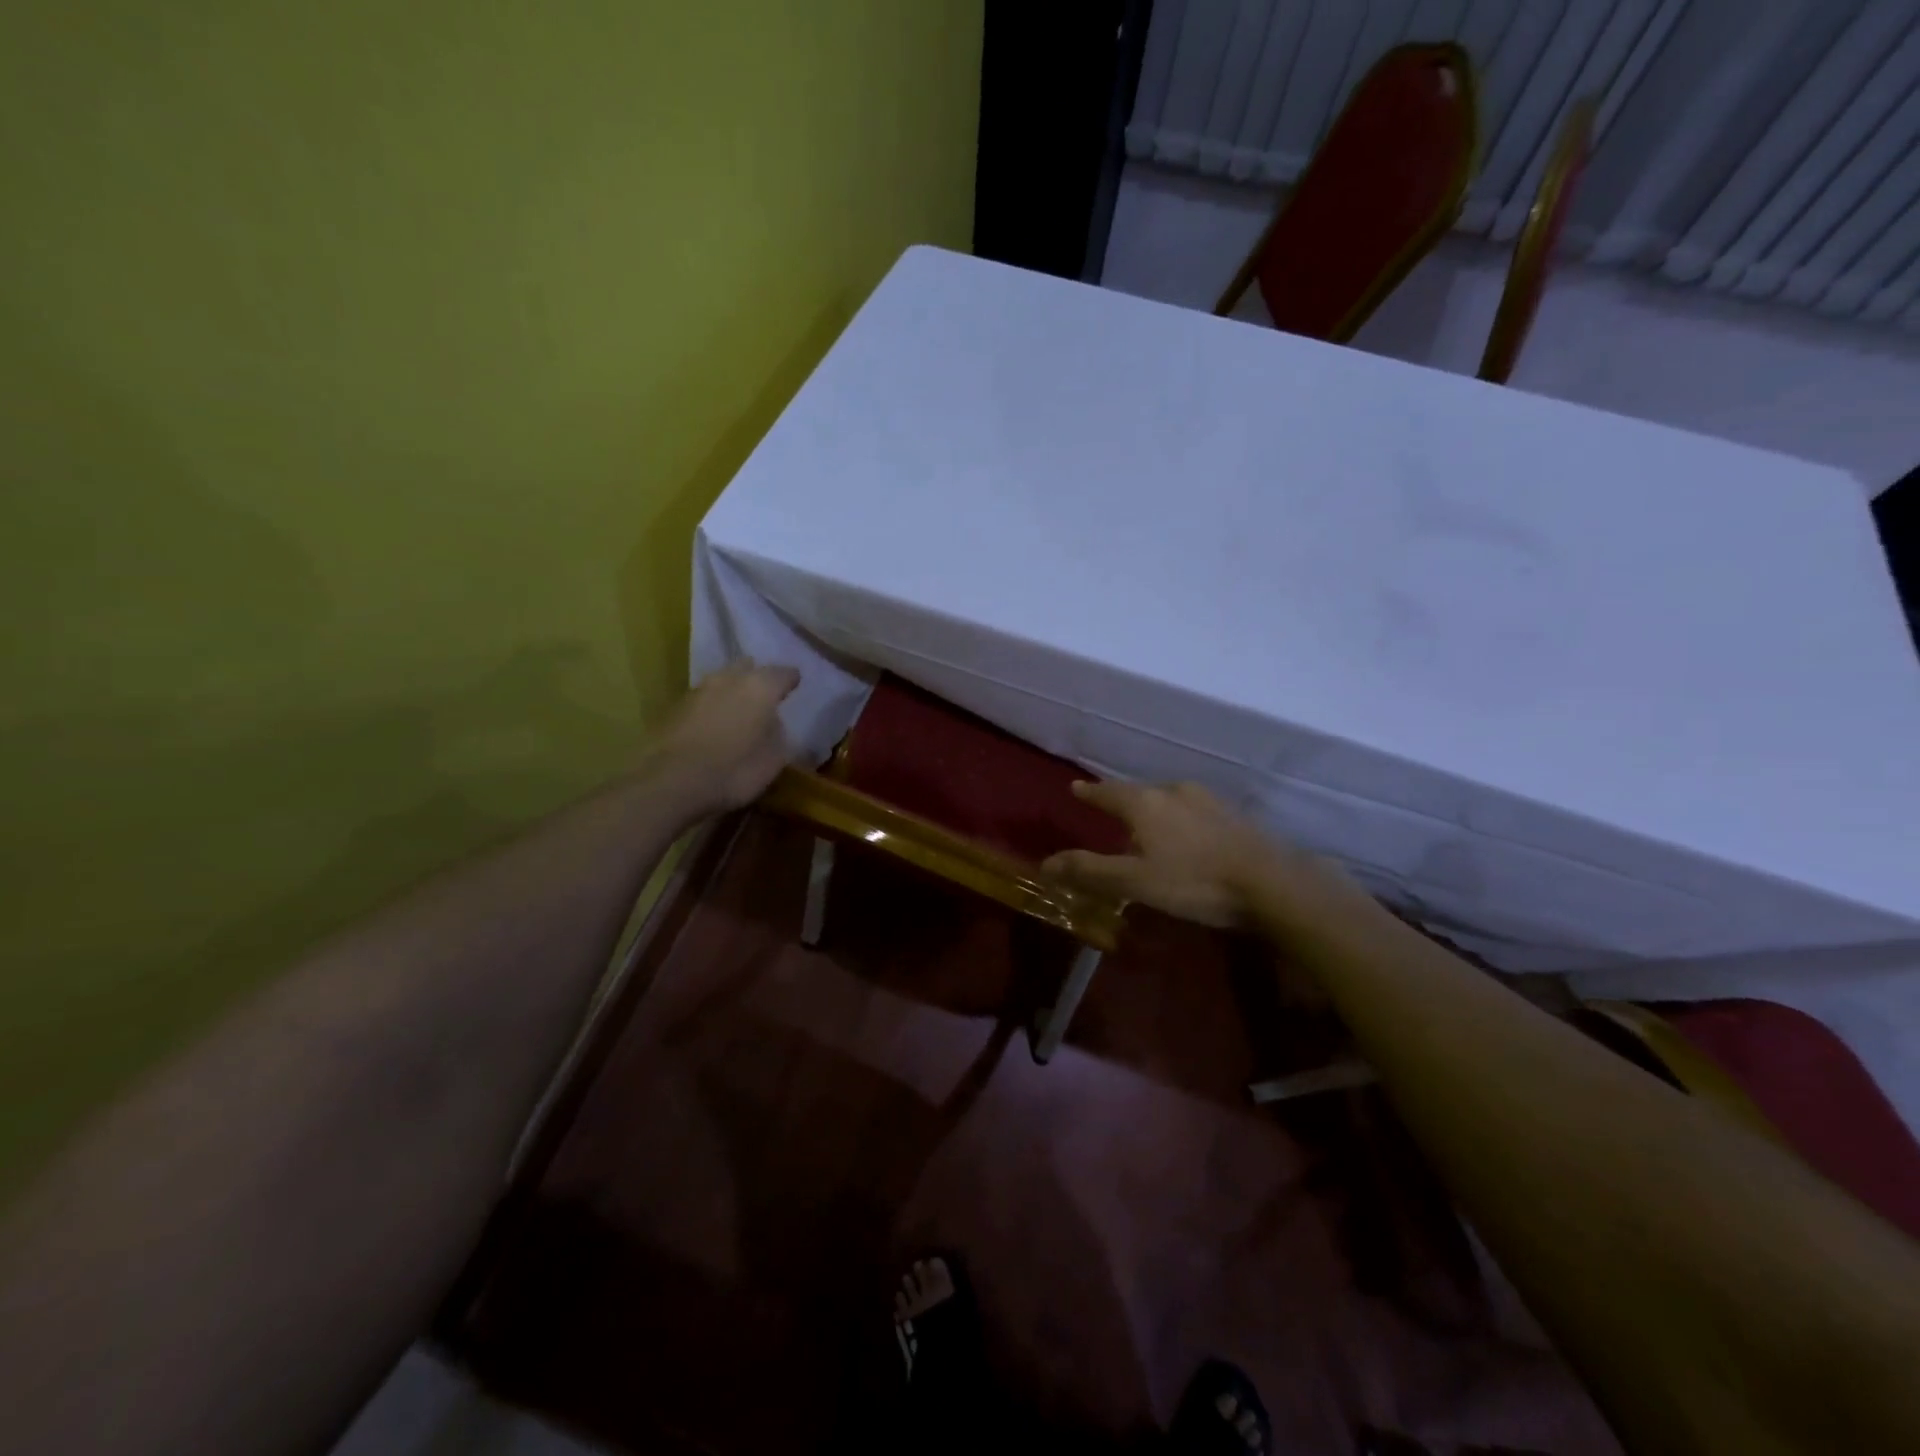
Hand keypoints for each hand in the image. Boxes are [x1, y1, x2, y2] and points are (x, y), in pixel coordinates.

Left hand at [649, 661, 799, 814]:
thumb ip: (778, 733)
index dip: (791, 679)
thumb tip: (772, 722)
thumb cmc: (735, 770)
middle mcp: (728, 679)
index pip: (783, 673)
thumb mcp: (775, 758)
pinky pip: (702, 701)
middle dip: (757, 678)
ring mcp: (698, 691)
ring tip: (739, 709)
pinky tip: (715, 724)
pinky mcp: (674, 708)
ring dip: (731, 692)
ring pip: (721, 682)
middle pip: (747, 668)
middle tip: (765, 694)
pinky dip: (712, 708)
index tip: (796, 684)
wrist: (673, 782)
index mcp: (760, 687)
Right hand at [1043, 780, 1338, 930]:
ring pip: (1168, 800)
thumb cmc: (1194, 881)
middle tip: (1110, 811)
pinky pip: (1192, 811)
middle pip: (1138, 793)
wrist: (1271, 883)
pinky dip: (1179, 819)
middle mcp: (1174, 792)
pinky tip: (1186, 837)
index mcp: (1145, 803)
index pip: (1108, 792)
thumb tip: (1045, 863)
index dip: (1090, 792)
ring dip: (1153, 810)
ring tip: (1147, 826)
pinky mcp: (1233, 816)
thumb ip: (1090, 871)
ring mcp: (1207, 801)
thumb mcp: (1135, 882)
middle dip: (1122, 801)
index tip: (1076, 787)